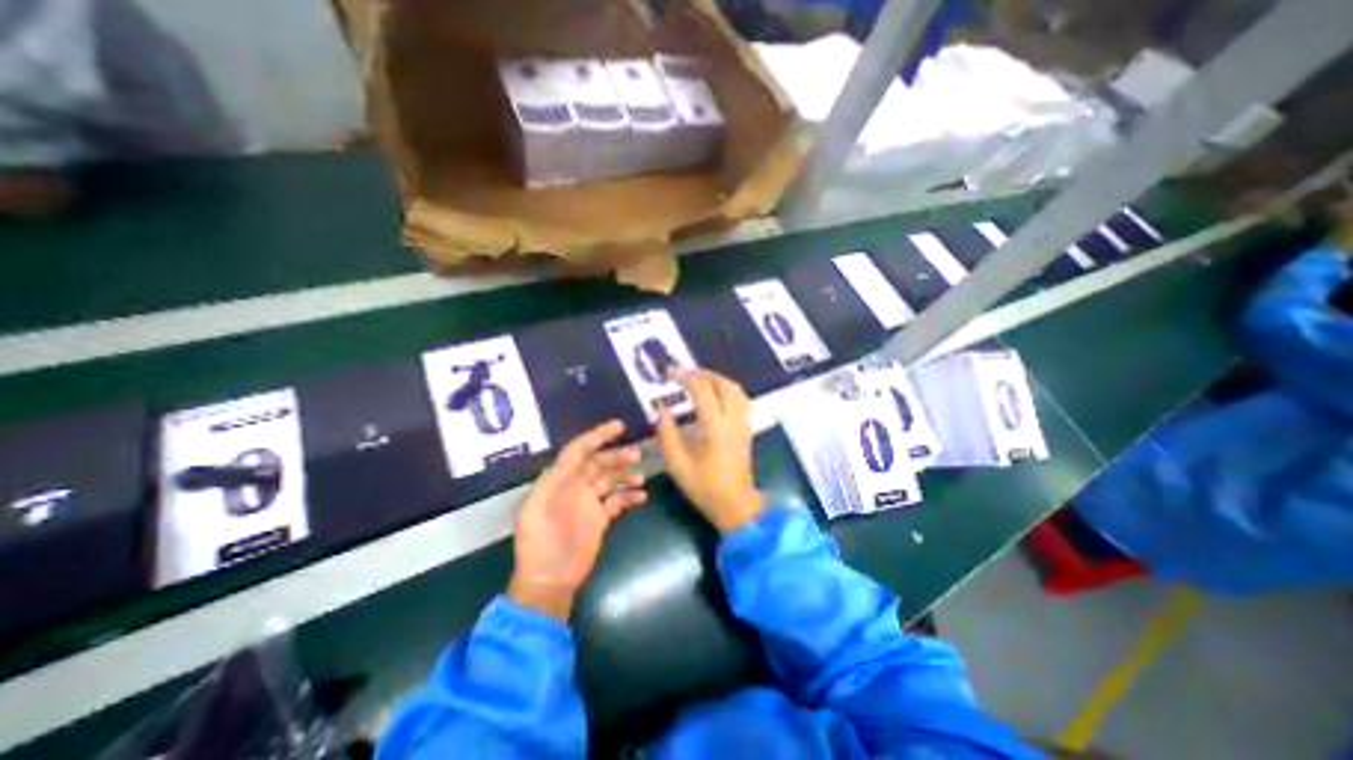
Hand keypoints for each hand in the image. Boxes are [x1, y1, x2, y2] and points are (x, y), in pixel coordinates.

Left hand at [514, 418, 647, 619]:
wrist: (549, 580)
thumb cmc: (538, 543)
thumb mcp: (535, 509)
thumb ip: (552, 480)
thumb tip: (574, 456)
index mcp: (559, 479)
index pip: (579, 450)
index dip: (597, 435)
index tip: (618, 426)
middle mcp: (575, 485)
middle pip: (599, 462)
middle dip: (617, 455)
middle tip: (636, 454)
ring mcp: (590, 501)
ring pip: (612, 478)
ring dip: (626, 474)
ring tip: (641, 476)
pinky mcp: (601, 517)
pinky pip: (619, 500)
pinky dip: (630, 496)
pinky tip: (642, 496)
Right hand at [661, 365, 765, 526]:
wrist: (735, 504)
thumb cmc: (703, 486)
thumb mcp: (676, 463)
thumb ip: (666, 432)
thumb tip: (662, 407)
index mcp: (715, 426)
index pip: (702, 390)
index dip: (685, 377)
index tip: (670, 372)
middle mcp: (733, 419)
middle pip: (723, 384)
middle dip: (703, 373)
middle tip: (684, 373)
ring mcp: (743, 422)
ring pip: (735, 389)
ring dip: (717, 379)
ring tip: (698, 379)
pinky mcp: (747, 428)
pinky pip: (740, 398)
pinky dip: (727, 388)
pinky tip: (715, 394)